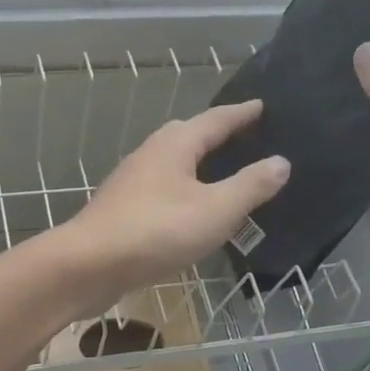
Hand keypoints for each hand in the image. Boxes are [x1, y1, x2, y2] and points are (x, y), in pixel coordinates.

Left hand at [59, 99, 289, 311]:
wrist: (88, 264)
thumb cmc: (157, 231)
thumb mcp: (216, 210)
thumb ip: (250, 186)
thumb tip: (281, 162)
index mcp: (175, 144)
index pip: (216, 119)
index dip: (242, 114)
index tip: (262, 106)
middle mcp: (151, 154)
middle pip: (189, 135)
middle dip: (218, 135)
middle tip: (247, 137)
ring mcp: (132, 182)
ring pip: (173, 164)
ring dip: (198, 164)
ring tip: (224, 173)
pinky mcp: (122, 209)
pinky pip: (163, 190)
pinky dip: (184, 191)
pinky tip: (192, 210)